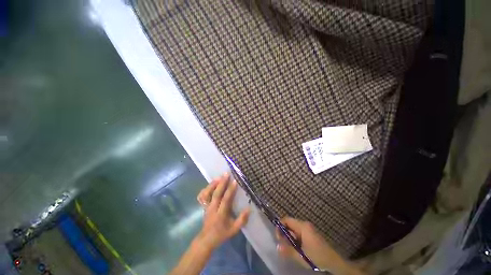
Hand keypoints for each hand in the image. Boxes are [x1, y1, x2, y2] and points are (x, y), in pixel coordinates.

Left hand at [195, 173, 249, 250]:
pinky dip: (206, 188)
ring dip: (213, 184)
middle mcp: (213, 208)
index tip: (235, 181)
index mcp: (221, 214)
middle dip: (222, 183)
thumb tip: (249, 208)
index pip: (226, 200)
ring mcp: (207, 206)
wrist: (207, 239)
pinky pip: (202, 196)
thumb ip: (242, 220)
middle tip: (226, 174)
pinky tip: (212, 183)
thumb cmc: (222, 234)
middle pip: (216, 194)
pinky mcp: (203, 206)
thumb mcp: (234, 230)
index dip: (230, 190)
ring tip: (219, 176)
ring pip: (208, 193)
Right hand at [276, 217, 363, 274]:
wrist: (334, 261)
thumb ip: (288, 251)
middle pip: (289, 224)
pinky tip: (297, 249)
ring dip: (290, 238)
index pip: (286, 220)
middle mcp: (304, 224)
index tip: (279, 238)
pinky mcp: (310, 234)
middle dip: (285, 234)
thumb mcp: (301, 255)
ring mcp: (308, 229)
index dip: (280, 226)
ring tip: (291, 249)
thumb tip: (277, 247)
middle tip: (283, 246)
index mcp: (302, 226)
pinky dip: (295, 239)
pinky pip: (299, 233)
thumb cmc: (317, 256)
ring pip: (294, 229)